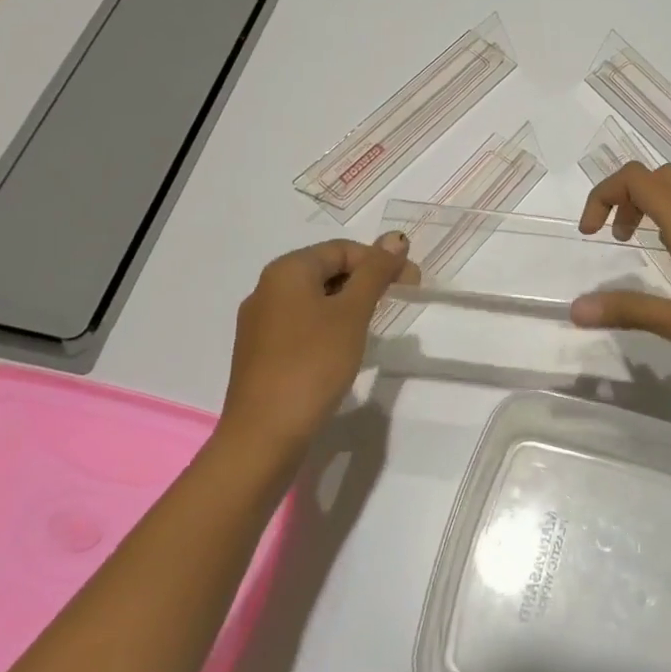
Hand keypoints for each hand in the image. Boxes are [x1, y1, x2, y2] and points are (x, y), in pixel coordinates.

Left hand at [219, 232, 416, 453]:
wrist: (264, 434)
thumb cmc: (312, 364)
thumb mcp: (352, 313)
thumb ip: (375, 272)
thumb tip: (396, 237)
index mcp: (286, 271)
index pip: (342, 249)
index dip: (380, 261)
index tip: (411, 285)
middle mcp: (266, 288)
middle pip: (326, 270)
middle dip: (365, 281)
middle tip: (396, 303)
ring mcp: (259, 322)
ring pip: (314, 299)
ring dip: (348, 305)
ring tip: (371, 327)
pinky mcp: (260, 352)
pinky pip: (301, 323)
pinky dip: (328, 326)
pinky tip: (341, 350)